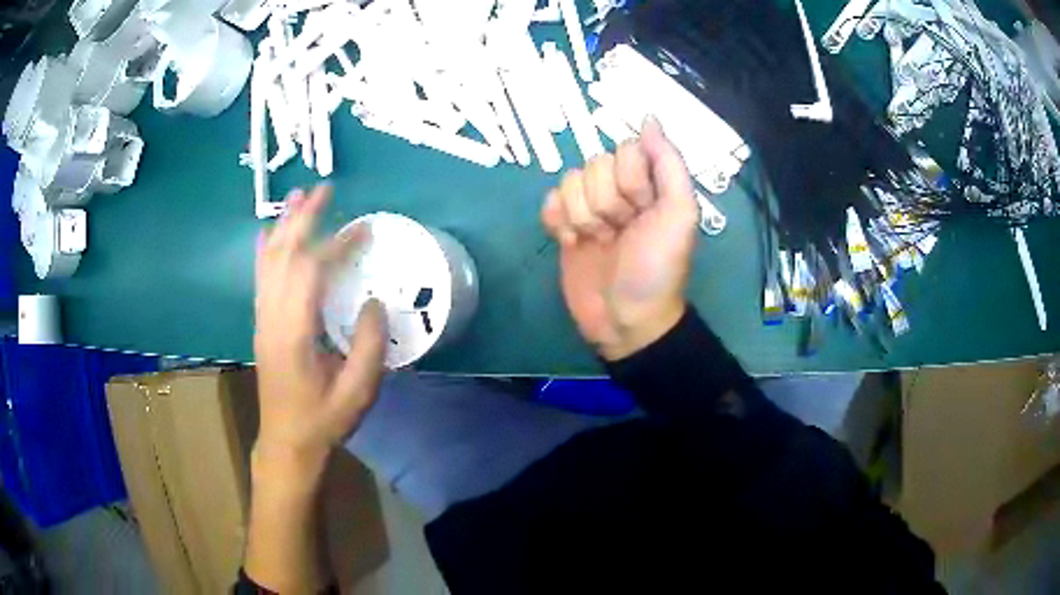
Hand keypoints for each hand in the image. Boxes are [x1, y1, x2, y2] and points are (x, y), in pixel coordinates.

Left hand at [254, 184, 386, 470]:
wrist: (286, 441)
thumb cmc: (323, 420)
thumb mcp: (357, 392)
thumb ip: (369, 346)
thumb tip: (375, 301)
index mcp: (294, 334)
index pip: (310, 273)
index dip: (336, 246)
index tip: (361, 229)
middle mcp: (272, 318)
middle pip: (283, 256)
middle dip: (303, 219)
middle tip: (323, 190)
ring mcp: (262, 319)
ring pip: (269, 262)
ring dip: (283, 226)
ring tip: (297, 197)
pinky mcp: (262, 324)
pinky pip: (260, 278)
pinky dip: (264, 251)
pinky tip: (267, 233)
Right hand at [541, 117, 699, 360]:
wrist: (624, 319)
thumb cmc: (657, 269)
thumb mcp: (680, 215)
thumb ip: (669, 163)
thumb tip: (648, 118)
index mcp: (649, 182)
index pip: (625, 150)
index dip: (630, 180)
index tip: (643, 210)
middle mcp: (619, 188)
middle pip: (594, 164)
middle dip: (607, 204)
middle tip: (621, 233)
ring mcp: (589, 206)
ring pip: (569, 181)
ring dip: (584, 217)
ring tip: (601, 242)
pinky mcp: (563, 224)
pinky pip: (549, 200)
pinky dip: (557, 222)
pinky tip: (573, 244)